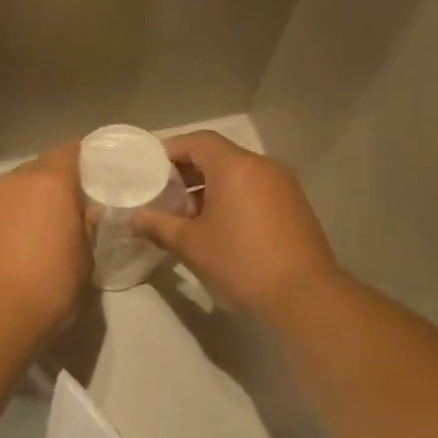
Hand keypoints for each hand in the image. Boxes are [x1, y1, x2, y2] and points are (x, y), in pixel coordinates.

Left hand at [0, 143, 89, 340]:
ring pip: (12, 191)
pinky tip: (11, 250)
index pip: (70, 151)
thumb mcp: (85, 260)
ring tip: (37, 232)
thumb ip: (86, 227)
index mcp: (50, 183)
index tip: (94, 177)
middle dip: (53, 184)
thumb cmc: (51, 287)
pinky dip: (4, 223)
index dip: (83, 160)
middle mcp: (13, 182)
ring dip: (25, 204)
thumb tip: (85, 213)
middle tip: (68, 209)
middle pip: (38, 169)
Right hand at [132, 131, 339, 319]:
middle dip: (188, 173)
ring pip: (238, 176)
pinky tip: (219, 230)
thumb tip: (134, 218)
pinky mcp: (294, 207)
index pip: (198, 142)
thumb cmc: (240, 263)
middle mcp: (262, 166)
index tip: (148, 168)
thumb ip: (159, 226)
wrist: (303, 295)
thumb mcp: (191, 245)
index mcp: (235, 166)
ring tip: (187, 219)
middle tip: (163, 196)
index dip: (170, 150)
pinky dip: (233, 201)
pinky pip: (255, 192)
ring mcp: (283, 186)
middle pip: (219, 157)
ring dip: (210, 190)